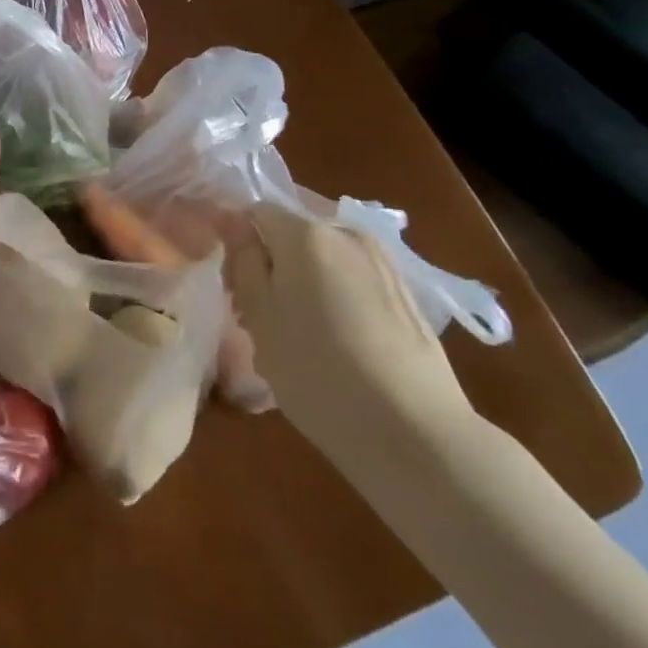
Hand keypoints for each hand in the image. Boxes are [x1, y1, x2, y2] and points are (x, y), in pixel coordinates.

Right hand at [229, 205, 479, 478]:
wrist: (417, 434)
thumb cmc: (319, 371)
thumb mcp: (259, 317)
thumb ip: (242, 261)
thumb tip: (232, 222)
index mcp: (306, 233)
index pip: (254, 212)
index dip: (236, 242)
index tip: (230, 285)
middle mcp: (346, 232)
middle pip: (291, 233)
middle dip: (270, 263)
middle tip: (257, 315)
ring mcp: (382, 261)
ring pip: (323, 257)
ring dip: (302, 280)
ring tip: (296, 333)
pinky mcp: (405, 293)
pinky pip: (352, 278)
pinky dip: (334, 296)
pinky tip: (335, 343)